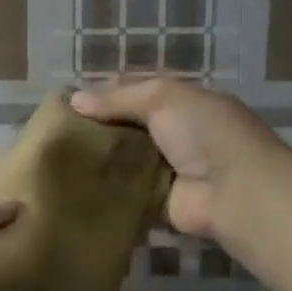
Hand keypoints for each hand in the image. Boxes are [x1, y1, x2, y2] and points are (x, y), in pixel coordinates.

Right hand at [70, 79, 283, 241]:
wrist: (234, 191)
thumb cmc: (203, 132)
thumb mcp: (161, 98)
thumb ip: (117, 98)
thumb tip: (74, 100)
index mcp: (182, 101)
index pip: (138, 89)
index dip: (106, 90)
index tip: (71, 99)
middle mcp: (175, 132)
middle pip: (128, 125)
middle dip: (98, 126)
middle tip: (57, 130)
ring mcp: (167, 168)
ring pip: (124, 159)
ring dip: (100, 159)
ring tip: (58, 158)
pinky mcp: (158, 201)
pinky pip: (125, 191)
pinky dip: (106, 189)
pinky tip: (74, 185)